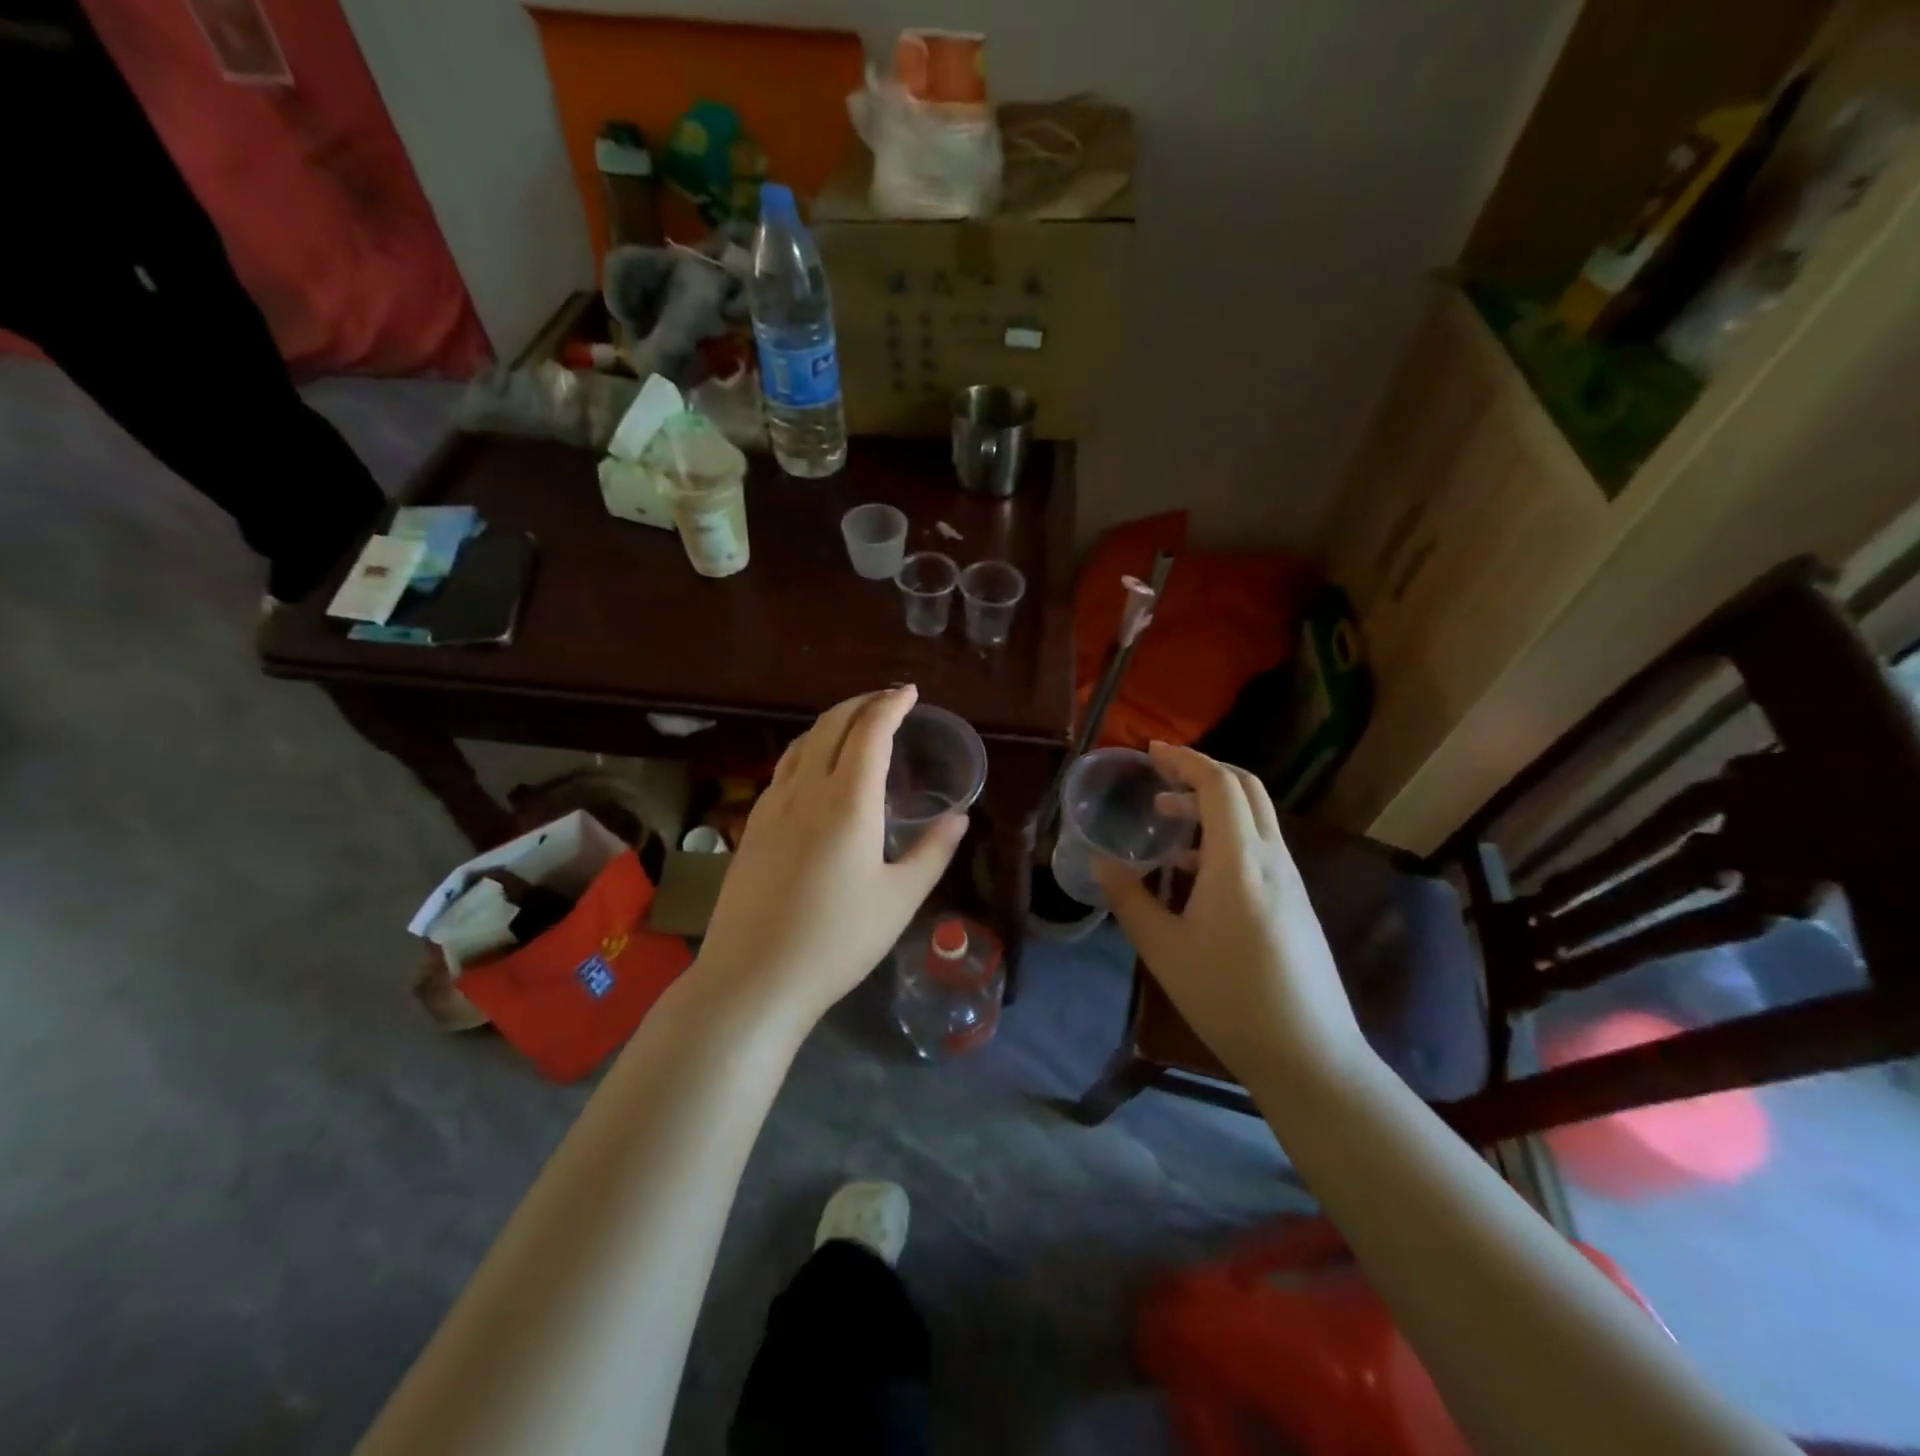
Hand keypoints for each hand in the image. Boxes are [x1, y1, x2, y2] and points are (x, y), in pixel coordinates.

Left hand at [694, 685, 967, 1031]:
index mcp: (848, 801)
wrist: (753, 978)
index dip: (891, 705)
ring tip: (856, 726)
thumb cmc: (837, 941)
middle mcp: (806, 790)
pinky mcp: (752, 827)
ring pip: (801, 743)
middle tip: (888, 701)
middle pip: (830, 724)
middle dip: (861, 703)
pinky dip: (808, 749)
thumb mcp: (900, 899)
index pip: (870, 731)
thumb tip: (959, 817)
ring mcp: (772, 806)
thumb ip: (933, 851)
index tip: (910, 693)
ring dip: (832, 723)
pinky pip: (784, 768)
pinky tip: (816, 770)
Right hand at [1094, 743, 1367, 1088]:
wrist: (1308, 1054)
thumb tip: (1101, 863)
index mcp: (1239, 861)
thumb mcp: (1164, 949)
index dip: (1184, 759)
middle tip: (1160, 774)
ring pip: (1256, 816)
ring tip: (1168, 819)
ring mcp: (1290, 880)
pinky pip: (1261, 845)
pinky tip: (1195, 868)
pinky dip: (1226, 834)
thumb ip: (1129, 899)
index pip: (1218, 784)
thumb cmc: (1228, 997)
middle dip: (1202, 770)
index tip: (1150, 750)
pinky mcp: (1296, 902)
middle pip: (1246, 788)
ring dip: (1214, 803)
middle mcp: (1271, 859)